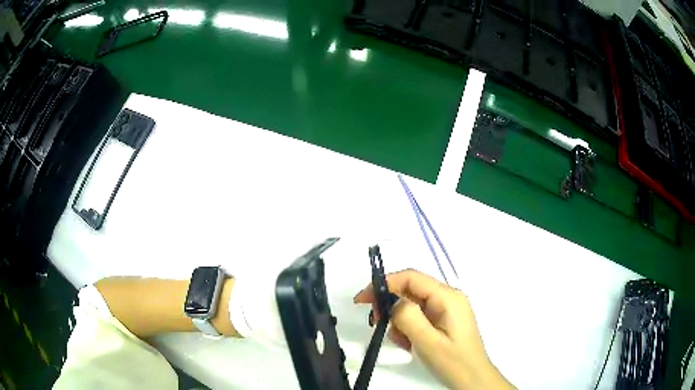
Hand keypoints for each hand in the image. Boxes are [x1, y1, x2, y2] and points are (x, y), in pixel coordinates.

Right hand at [354, 269, 513, 389]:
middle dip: (390, 305)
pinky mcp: (444, 320)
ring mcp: (447, 309)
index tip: (362, 300)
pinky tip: (409, 343)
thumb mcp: (428, 341)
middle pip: (411, 290)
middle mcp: (448, 297)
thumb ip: (408, 317)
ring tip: (401, 341)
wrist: (472, 379)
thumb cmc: (453, 361)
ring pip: (412, 304)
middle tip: (377, 323)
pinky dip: (408, 327)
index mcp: (447, 297)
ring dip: (399, 320)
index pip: (411, 277)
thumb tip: (392, 300)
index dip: (384, 284)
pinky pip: (419, 316)